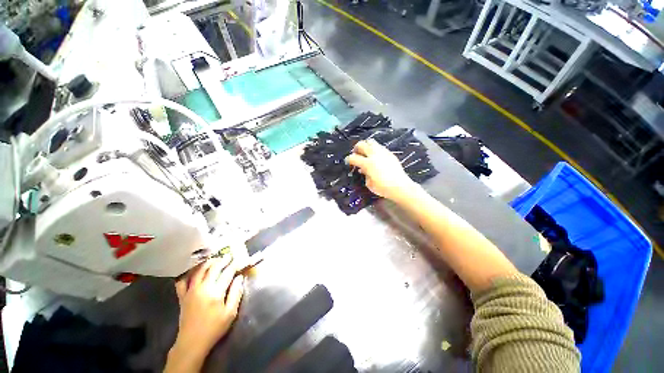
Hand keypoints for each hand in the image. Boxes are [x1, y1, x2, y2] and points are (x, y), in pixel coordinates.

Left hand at [165, 256, 244, 372]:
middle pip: (213, 268)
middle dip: (223, 260)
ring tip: (215, 259)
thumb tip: (240, 277)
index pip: (227, 273)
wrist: (192, 342)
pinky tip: (193, 271)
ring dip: (208, 263)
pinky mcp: (182, 296)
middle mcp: (202, 288)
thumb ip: (236, 293)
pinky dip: (188, 274)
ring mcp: (190, 291)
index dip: (234, 265)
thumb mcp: (230, 313)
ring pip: (199, 271)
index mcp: (216, 292)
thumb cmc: (214, 328)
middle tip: (229, 256)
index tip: (240, 260)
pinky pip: (183, 281)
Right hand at [346, 139, 417, 200]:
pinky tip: (376, 157)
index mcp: (367, 163)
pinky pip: (380, 147)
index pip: (353, 157)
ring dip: (366, 146)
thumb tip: (363, 169)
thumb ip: (364, 174)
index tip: (348, 161)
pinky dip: (375, 150)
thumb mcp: (369, 184)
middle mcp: (374, 155)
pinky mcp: (390, 153)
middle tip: (356, 153)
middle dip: (356, 148)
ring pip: (371, 142)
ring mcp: (383, 152)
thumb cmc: (383, 188)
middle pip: (361, 144)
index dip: (348, 159)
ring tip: (366, 153)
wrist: (400, 186)